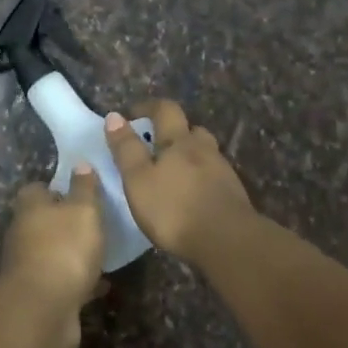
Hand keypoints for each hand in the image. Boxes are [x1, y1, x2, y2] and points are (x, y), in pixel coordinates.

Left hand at [0, 166, 104, 347]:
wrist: (43, 310)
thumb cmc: (65, 249)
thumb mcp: (83, 210)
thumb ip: (84, 188)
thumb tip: (80, 164)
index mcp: (30, 209)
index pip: (36, 189)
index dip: (55, 187)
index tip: (78, 190)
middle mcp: (23, 235)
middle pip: (43, 221)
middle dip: (65, 222)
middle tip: (95, 221)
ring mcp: (28, 267)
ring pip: (53, 253)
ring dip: (72, 253)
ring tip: (101, 252)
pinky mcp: (39, 295)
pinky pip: (62, 282)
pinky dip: (78, 282)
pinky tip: (101, 284)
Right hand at [104, 100, 254, 262]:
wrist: (227, 240)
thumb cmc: (174, 208)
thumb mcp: (138, 179)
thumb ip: (126, 148)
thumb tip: (114, 116)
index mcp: (179, 141)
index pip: (165, 110)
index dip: (148, 107)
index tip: (132, 114)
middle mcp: (203, 148)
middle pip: (190, 129)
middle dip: (172, 131)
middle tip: (154, 144)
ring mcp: (222, 170)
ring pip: (204, 152)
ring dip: (188, 154)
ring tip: (172, 172)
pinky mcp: (233, 193)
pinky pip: (213, 175)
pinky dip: (200, 177)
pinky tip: (192, 194)